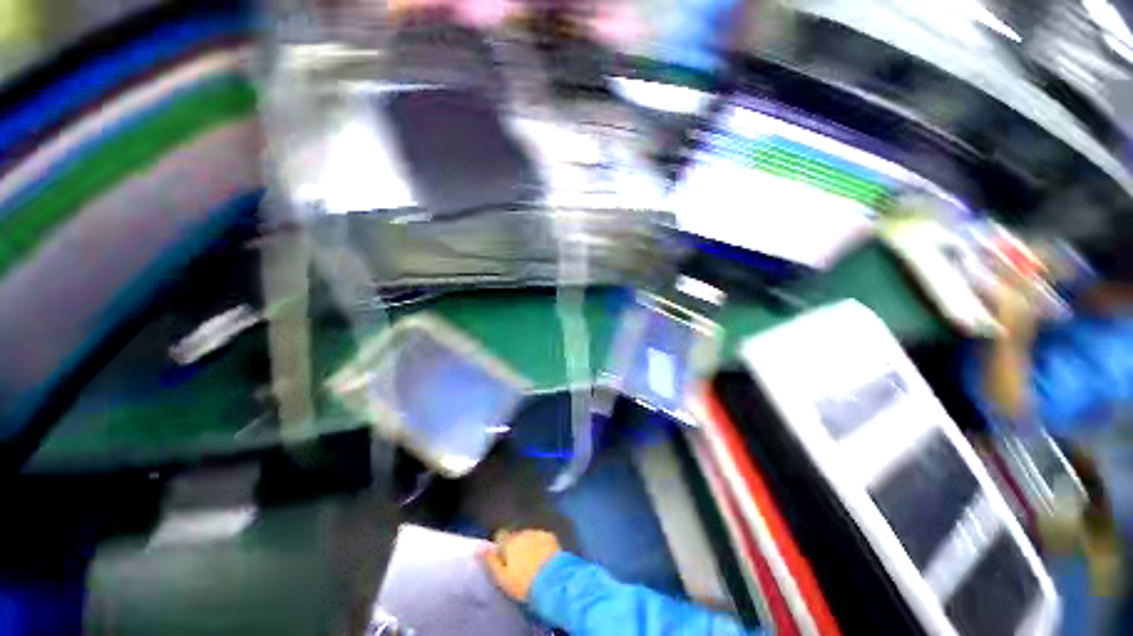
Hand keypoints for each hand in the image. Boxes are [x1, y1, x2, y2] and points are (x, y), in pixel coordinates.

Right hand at [481, 529, 561, 601]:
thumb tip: (479, 548)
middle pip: (515, 536)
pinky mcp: (550, 536)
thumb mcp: (502, 578)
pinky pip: (542, 538)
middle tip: (519, 563)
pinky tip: (544, 557)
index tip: (503, 557)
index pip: (500, 535)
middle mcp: (522, 533)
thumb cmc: (523, 582)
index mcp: (509, 542)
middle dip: (516, 545)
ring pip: (529, 536)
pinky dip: (541, 544)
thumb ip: (490, 561)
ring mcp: (537, 532)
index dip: (501, 546)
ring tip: (532, 561)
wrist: (552, 580)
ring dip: (528, 544)